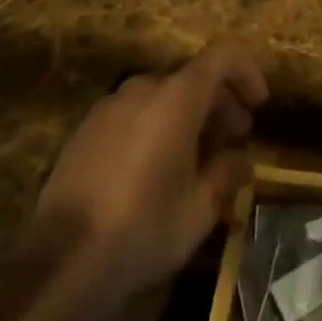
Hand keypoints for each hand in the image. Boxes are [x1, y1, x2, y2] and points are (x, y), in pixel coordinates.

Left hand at [32, 43, 267, 294]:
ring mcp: (110, 106)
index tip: (259, 104)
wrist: (61, 262)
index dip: (247, 72)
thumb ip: (226, 174)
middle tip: (235, 139)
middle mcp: (143, 88)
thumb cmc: (143, 229)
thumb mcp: (200, 209)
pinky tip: (157, 169)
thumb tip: (243, 160)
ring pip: (162, 96)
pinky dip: (156, 126)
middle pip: (192, 78)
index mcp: (176, 97)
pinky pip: (134, 113)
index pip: (222, 58)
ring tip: (198, 158)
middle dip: (220, 103)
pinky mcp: (86, 130)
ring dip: (188, 116)